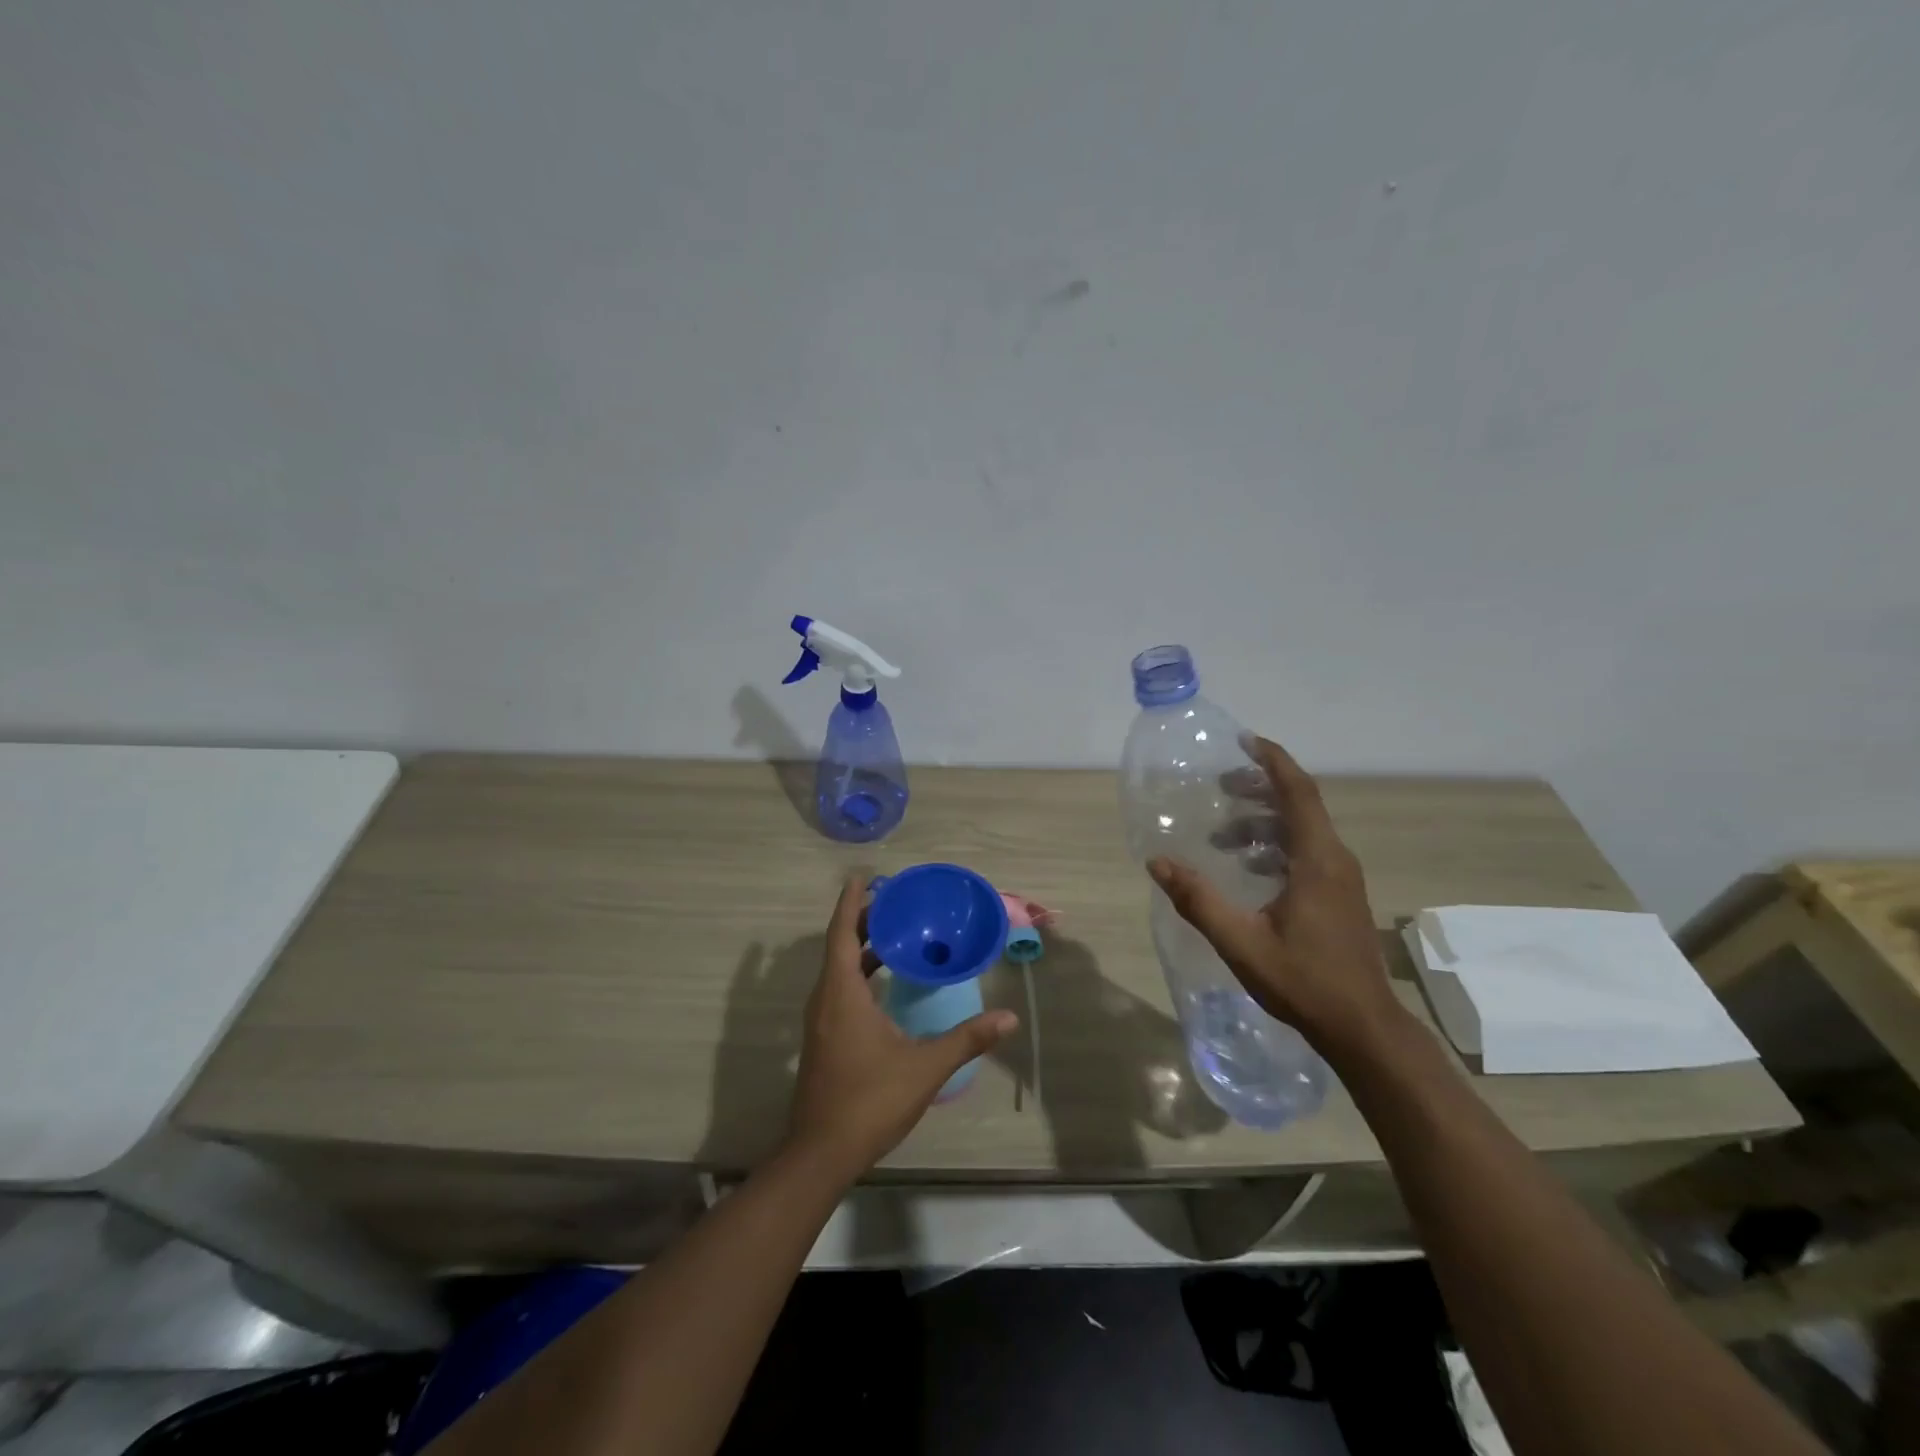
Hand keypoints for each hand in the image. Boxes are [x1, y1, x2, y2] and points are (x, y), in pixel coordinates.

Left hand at [784, 876, 1017, 1184]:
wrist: (822, 1153)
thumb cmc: (870, 1101)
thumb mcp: (924, 1067)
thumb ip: (966, 1039)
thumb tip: (1008, 1018)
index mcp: (841, 994)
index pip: (842, 933)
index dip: (851, 902)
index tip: (863, 876)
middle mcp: (825, 999)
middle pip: (839, 945)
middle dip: (862, 920)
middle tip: (896, 902)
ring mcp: (820, 1021)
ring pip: (837, 969)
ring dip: (860, 947)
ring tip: (895, 934)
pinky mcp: (823, 1039)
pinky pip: (838, 989)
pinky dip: (858, 973)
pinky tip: (884, 982)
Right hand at [1148, 734, 1400, 1056]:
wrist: (1363, 1028)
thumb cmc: (1303, 981)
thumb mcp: (1241, 942)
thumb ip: (1198, 900)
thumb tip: (1157, 863)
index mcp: (1317, 861)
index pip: (1298, 792)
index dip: (1273, 761)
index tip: (1244, 741)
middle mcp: (1335, 860)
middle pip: (1300, 805)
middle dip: (1260, 788)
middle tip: (1220, 786)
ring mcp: (1342, 879)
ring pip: (1303, 830)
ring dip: (1263, 821)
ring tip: (1221, 833)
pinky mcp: (1340, 896)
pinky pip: (1307, 852)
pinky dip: (1275, 845)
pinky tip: (1247, 868)